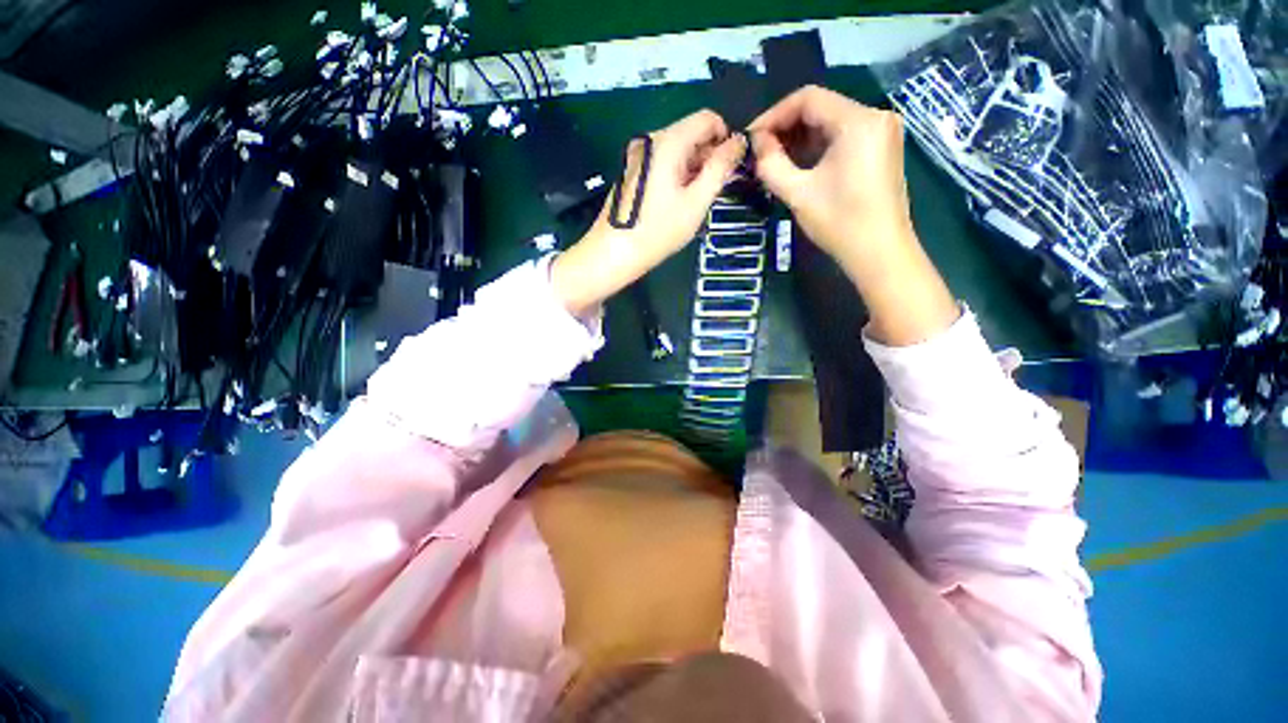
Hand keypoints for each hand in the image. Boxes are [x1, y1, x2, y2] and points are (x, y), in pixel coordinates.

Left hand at [553, 110, 746, 315]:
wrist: (614, 252)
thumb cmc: (658, 231)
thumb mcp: (696, 202)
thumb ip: (720, 168)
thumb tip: (739, 142)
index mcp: (668, 141)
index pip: (707, 118)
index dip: (725, 139)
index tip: (729, 169)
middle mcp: (651, 140)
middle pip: (691, 133)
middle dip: (708, 157)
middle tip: (712, 191)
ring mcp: (639, 155)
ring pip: (678, 150)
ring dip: (693, 169)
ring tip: (693, 201)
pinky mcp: (633, 171)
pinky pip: (663, 163)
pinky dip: (676, 175)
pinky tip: (675, 203)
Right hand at [748, 85, 912, 266]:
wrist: (880, 252)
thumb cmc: (839, 222)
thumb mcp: (798, 193)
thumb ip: (771, 164)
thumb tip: (757, 143)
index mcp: (858, 121)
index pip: (808, 98)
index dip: (774, 114)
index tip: (752, 138)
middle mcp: (875, 116)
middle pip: (821, 108)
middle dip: (786, 127)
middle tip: (760, 152)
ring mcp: (882, 133)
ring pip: (831, 123)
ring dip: (800, 139)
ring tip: (774, 160)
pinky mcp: (881, 149)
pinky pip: (843, 137)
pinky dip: (818, 147)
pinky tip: (799, 165)